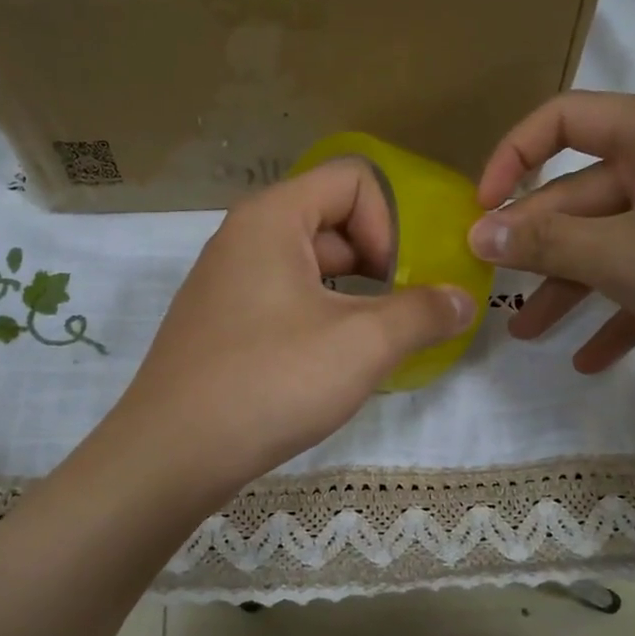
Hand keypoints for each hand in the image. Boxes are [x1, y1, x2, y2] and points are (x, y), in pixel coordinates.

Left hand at [111, 160, 476, 497]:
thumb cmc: (270, 382)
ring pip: (310, 267)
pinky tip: (331, 367)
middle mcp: (243, 237)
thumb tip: (463, 301)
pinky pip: (285, 301)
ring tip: (372, 346)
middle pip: (332, 221)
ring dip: (353, 298)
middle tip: (400, 316)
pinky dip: (320, 320)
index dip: (390, 224)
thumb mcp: (362, 345)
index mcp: (272, 218)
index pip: (353, 180)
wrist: (172, 454)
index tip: (398, 282)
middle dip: (379, 263)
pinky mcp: (222, 325)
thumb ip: (422, 314)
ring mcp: (227, 283)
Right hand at [470, 91, 634, 379]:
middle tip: (494, 291)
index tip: (482, 210)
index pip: (564, 118)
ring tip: (528, 335)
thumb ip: (546, 244)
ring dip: (570, 287)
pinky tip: (590, 359)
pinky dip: (619, 310)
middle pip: (584, 194)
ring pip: (613, 241)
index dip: (512, 156)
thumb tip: (478, 234)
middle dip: (538, 248)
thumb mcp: (625, 258)